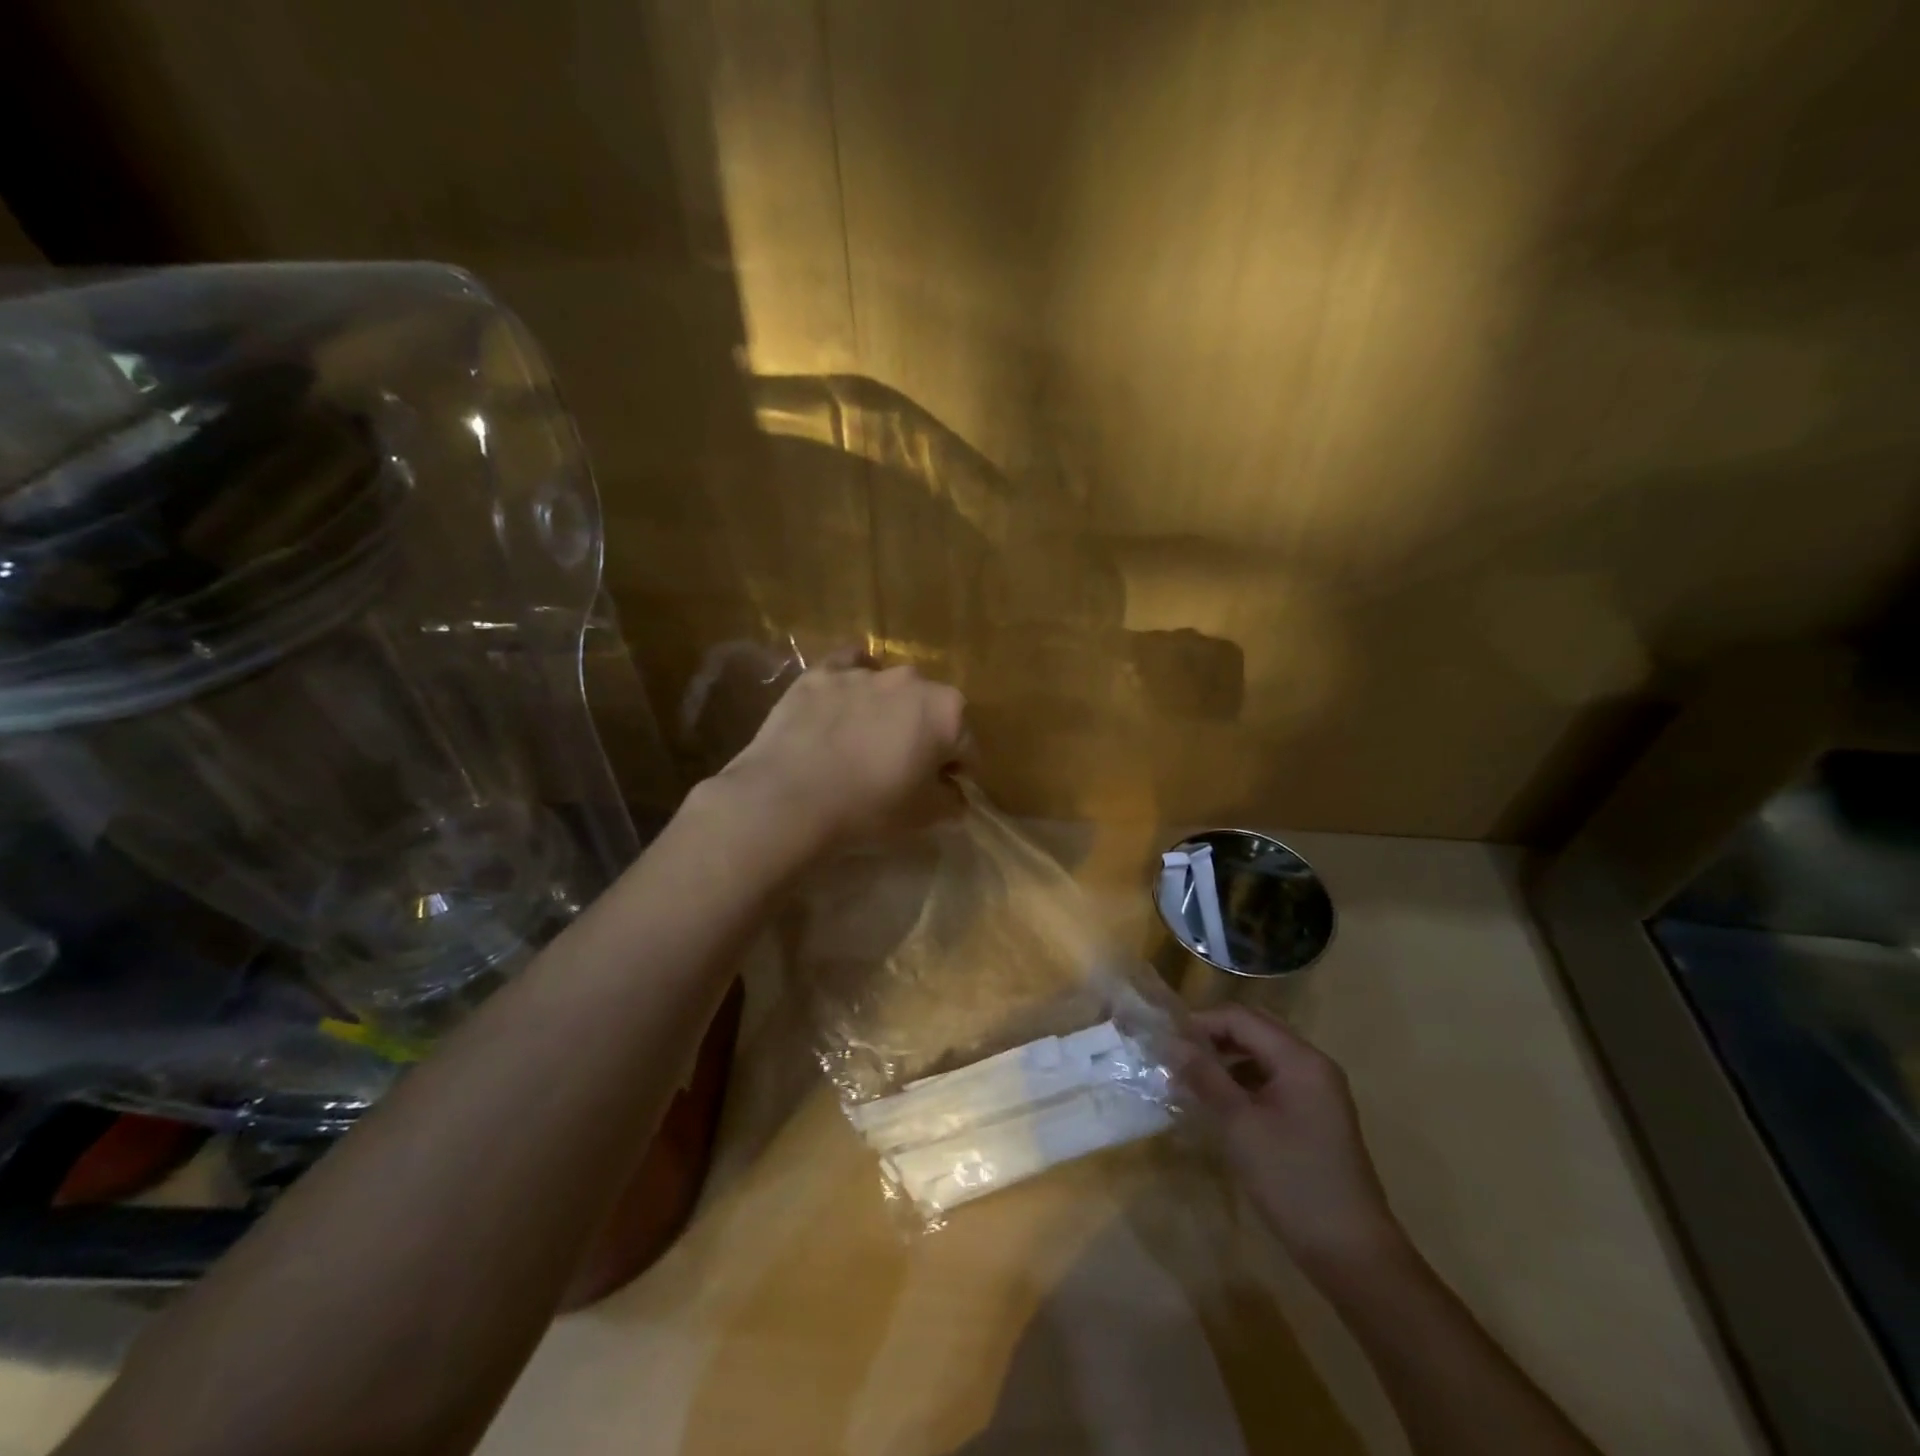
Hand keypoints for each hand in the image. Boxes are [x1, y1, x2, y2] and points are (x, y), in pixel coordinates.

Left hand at [712, 648, 968, 853]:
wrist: (789, 797)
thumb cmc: (869, 808)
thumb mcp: (923, 818)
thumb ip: (951, 802)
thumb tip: (956, 795)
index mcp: (947, 712)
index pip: (966, 746)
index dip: (957, 772)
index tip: (941, 792)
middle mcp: (911, 681)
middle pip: (929, 711)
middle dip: (923, 735)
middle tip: (902, 768)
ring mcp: (864, 672)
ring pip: (889, 691)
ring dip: (887, 712)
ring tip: (864, 744)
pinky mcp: (821, 673)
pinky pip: (847, 666)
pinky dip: (852, 680)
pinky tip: (843, 699)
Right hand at [1179, 1004, 1404, 1281]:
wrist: (1352, 1254)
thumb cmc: (1292, 1181)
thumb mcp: (1239, 1126)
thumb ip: (1206, 1077)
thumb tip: (1172, 1042)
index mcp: (1300, 1059)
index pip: (1241, 1018)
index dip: (1201, 1023)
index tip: (1166, 1042)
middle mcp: (1313, 1065)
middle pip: (1255, 1030)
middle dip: (1213, 1037)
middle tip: (1176, 1056)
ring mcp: (1318, 1091)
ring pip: (1263, 1055)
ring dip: (1227, 1059)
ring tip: (1192, 1079)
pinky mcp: (1316, 1116)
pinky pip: (1274, 1080)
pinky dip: (1244, 1082)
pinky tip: (1221, 1103)